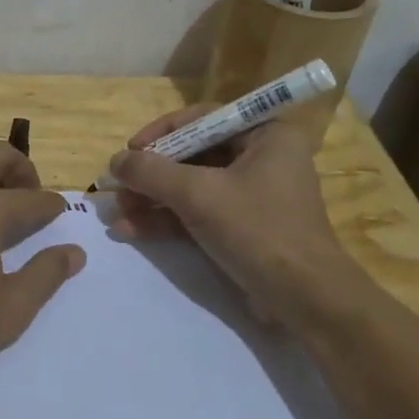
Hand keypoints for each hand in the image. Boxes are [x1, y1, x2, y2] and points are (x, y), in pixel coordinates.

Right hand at [106, 107, 365, 326]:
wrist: (304, 299)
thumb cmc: (257, 230)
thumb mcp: (198, 194)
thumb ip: (152, 172)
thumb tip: (115, 162)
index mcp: (265, 135)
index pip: (203, 119)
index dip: (161, 132)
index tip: (130, 150)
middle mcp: (261, 158)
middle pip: (193, 155)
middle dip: (151, 174)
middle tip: (117, 188)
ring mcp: (252, 195)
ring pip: (191, 187)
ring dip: (152, 200)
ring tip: (116, 214)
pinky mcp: (242, 228)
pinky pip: (198, 213)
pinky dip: (166, 221)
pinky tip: (130, 231)